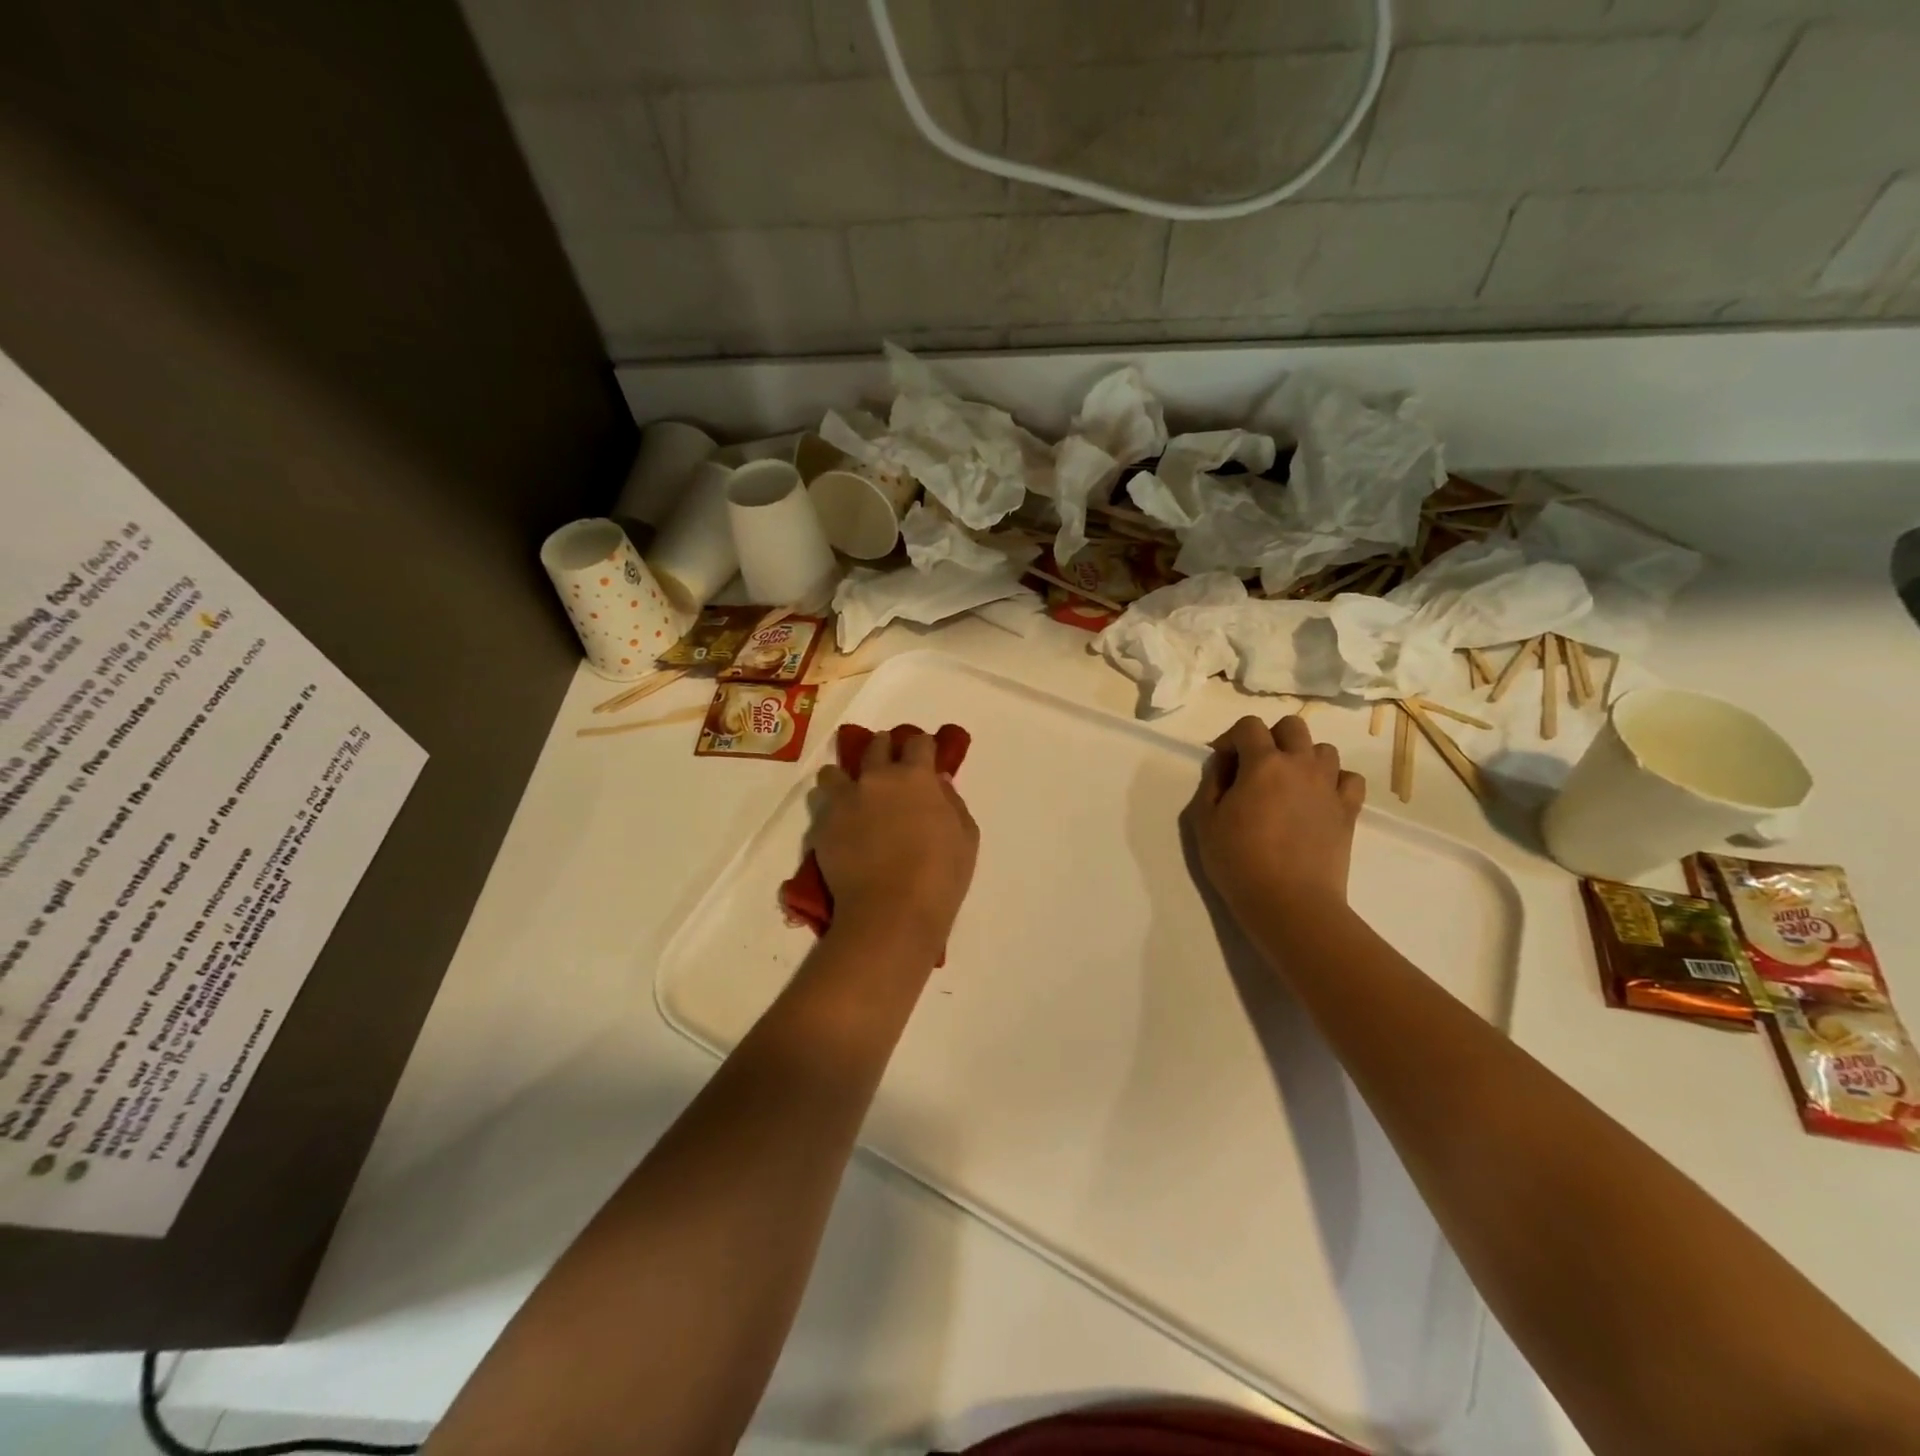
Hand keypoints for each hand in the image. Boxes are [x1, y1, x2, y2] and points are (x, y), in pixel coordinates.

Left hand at [813, 730, 978, 956]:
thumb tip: (939, 781)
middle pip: (875, 746)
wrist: (891, 911)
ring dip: (846, 776)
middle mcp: (877, 778)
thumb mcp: (966, 836)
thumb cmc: (940, 875)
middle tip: (888, 767)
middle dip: (883, 750)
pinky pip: (821, 803)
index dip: (922, 746)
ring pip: (835, 771)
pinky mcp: (823, 824)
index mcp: (916, 776)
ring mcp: (845, 799)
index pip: (917, 743)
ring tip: (852, 794)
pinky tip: (840, 824)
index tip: (924, 756)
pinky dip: (830, 808)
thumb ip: (952, 801)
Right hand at [1186, 715, 1365, 931]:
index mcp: (1263, 763)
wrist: (1289, 902)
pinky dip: (1334, 781)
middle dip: (1271, 737)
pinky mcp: (1349, 810)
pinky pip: (1349, 779)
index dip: (1232, 737)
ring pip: (1323, 749)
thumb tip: (1224, 765)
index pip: (1249, 725)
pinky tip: (1318, 798)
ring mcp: (1329, 786)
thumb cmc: (1238, 861)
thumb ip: (1212, 783)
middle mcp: (1301, 764)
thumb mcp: (1204, 821)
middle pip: (1293, 726)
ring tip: (1288, 783)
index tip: (1222, 761)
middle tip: (1256, 767)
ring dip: (1303, 757)